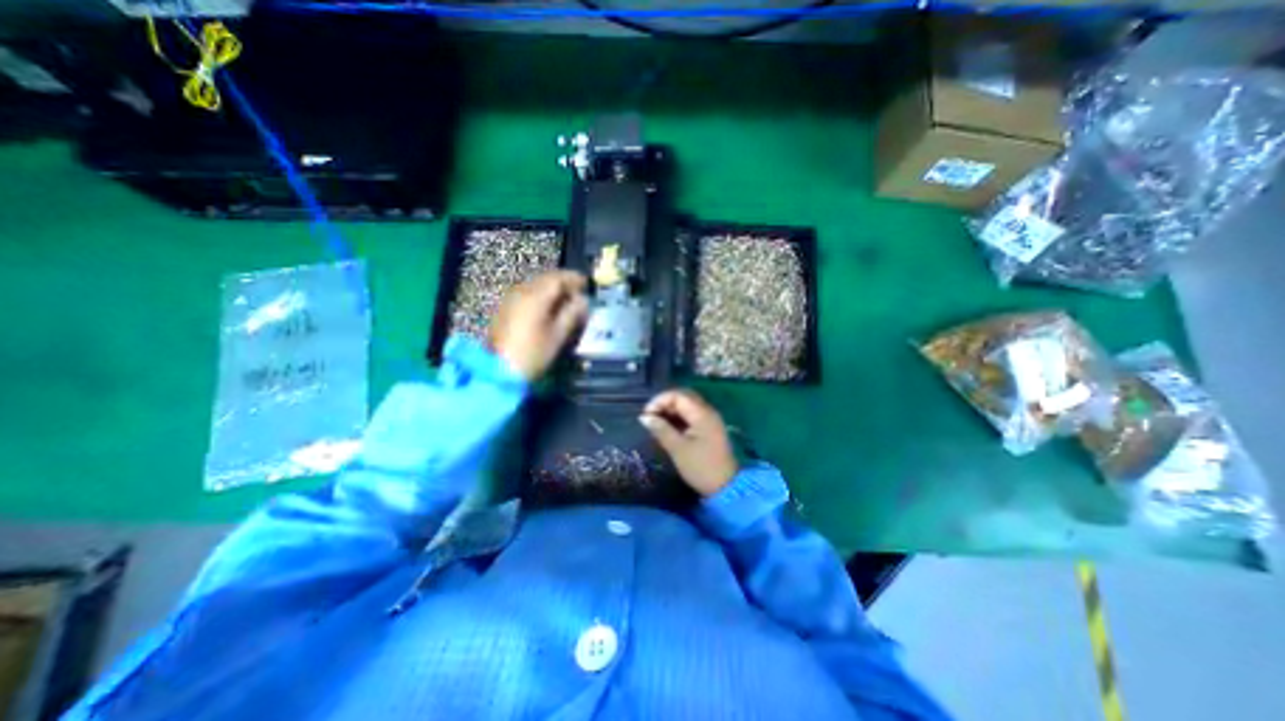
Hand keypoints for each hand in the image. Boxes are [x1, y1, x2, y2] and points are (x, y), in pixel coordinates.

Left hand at [493, 270, 590, 382]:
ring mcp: (511, 300)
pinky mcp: (505, 309)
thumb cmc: (534, 353)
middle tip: (577, 292)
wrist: (500, 370)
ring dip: (551, 290)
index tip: (586, 283)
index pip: (558, 278)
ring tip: (565, 301)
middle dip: (562, 283)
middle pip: (545, 279)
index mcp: (536, 296)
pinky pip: (527, 295)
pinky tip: (548, 308)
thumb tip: (582, 300)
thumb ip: (572, 314)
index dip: (573, 279)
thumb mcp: (558, 335)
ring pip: (535, 286)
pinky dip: (540, 297)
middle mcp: (521, 292)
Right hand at [641, 388, 736, 494]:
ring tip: (656, 423)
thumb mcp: (677, 449)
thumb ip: (661, 429)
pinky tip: (667, 428)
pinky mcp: (708, 428)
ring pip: (687, 405)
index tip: (646, 414)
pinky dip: (678, 418)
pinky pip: (691, 415)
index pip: (678, 395)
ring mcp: (709, 419)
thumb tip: (644, 417)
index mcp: (702, 413)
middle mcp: (707, 411)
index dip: (659, 400)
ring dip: (671, 410)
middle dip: (664, 403)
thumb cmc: (700, 467)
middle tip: (650, 417)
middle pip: (683, 397)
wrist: (725, 487)